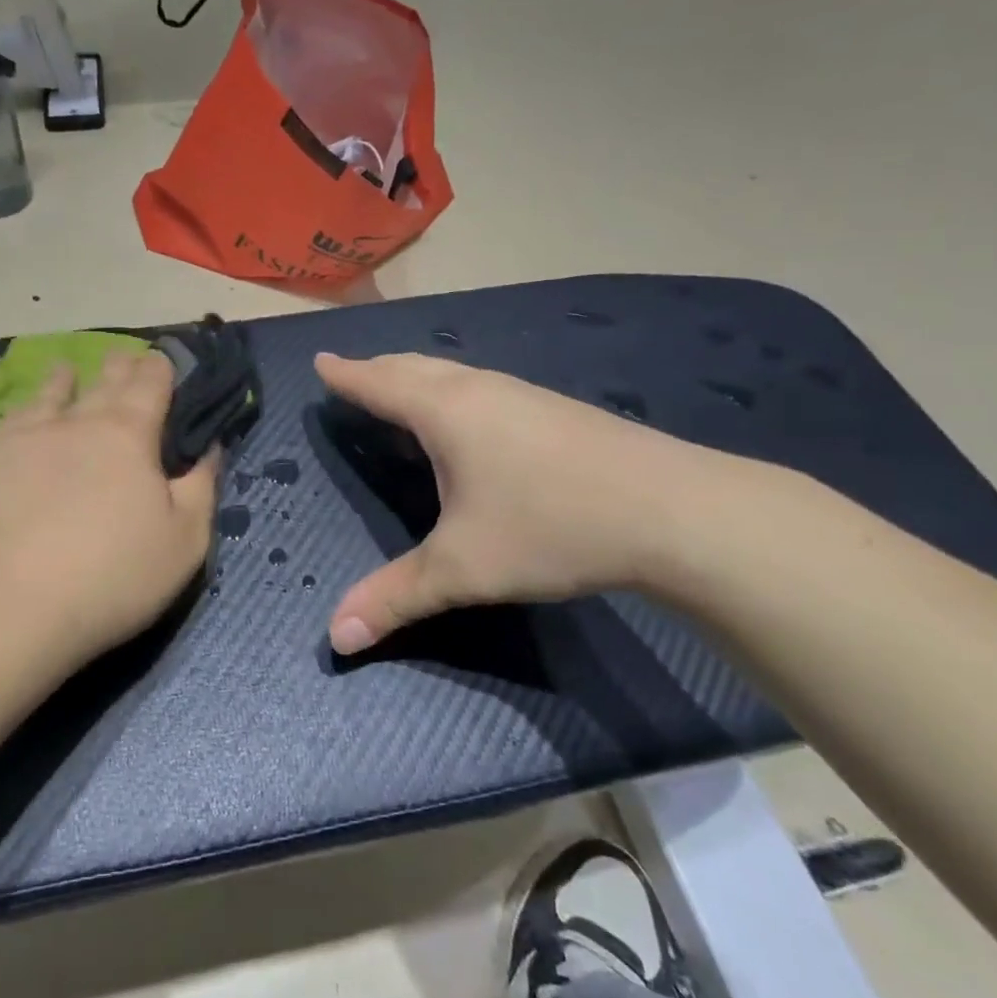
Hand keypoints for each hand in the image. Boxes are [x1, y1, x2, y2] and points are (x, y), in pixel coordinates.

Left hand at [0, 349, 218, 666]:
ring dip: (61, 380)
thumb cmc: (114, 575)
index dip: (159, 367)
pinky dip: (19, 420)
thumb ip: (202, 486)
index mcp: (128, 434)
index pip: (150, 383)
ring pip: (46, 396)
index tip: (161, 359)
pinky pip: (4, 429)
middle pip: (102, 382)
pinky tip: (14, 427)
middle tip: (121, 356)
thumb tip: (210, 447)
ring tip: (64, 369)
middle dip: (117, 366)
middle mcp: (75, 422)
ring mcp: (21, 438)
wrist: (12, 607)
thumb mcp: (186, 540)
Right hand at [314, 353, 726, 654]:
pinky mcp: (553, 410)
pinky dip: (452, 392)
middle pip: (413, 367)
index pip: (378, 383)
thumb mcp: (464, 569)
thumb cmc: (551, 525)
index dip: (346, 374)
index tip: (321, 360)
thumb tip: (335, 637)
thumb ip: (396, 597)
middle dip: (377, 370)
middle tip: (353, 374)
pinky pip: (481, 388)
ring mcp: (521, 395)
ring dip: (417, 378)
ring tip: (401, 392)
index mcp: (444, 411)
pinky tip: (469, 421)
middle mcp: (479, 390)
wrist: (675, 511)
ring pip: (452, 374)